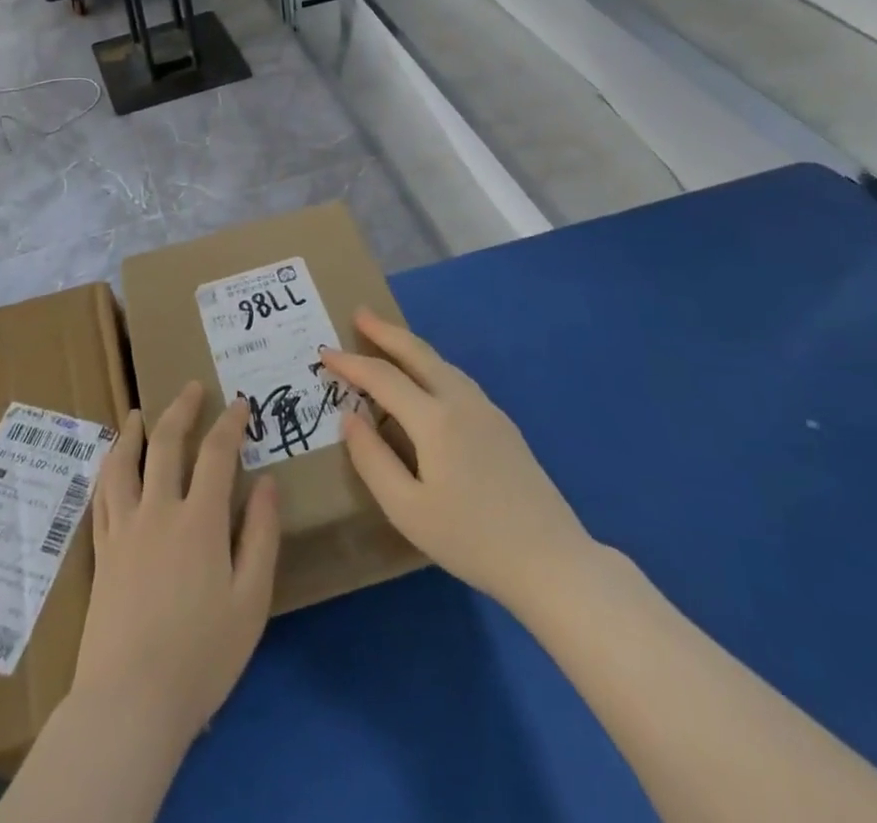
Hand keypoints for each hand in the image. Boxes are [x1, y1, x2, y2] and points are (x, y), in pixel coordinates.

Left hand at [74, 383, 280, 749]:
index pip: (216, 454)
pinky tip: (110, 464)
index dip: (230, 423)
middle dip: (181, 409)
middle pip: (166, 443)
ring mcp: (123, 528)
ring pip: (124, 463)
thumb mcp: (251, 601)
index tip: (240, 403)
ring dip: (132, 432)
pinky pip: (102, 495)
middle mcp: (158, 511)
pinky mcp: (101, 551)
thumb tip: (268, 482)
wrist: (131, 701)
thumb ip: (261, 536)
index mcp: (199, 520)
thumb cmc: (202, 656)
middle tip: (191, 387)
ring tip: (137, 414)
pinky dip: (108, 469)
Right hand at [317, 309, 593, 609]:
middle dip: (385, 331)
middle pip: (418, 353)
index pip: (382, 377)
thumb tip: (350, 416)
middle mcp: (460, 401)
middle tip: (359, 314)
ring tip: (386, 339)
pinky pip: (456, 379)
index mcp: (434, 419)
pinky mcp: (502, 424)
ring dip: (410, 346)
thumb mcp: (407, 510)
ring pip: (441, 363)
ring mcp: (486, 409)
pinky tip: (425, 378)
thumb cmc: (471, 540)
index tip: (324, 352)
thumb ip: (372, 459)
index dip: (350, 363)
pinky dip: (430, 365)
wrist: (552, 561)